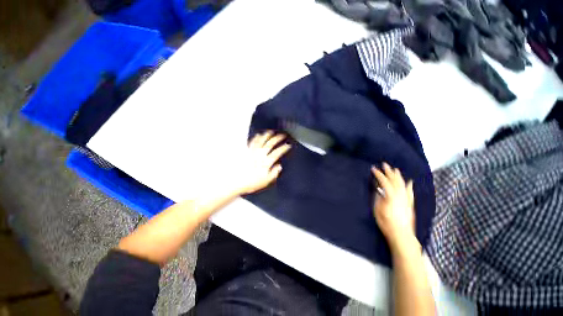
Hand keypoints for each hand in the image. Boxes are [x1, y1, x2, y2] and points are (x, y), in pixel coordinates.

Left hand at [234, 131, 290, 194]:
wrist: (236, 182)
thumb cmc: (252, 183)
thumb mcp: (266, 181)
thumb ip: (274, 173)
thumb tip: (279, 166)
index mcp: (266, 162)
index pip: (277, 152)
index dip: (284, 148)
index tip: (288, 145)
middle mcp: (260, 155)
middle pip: (270, 144)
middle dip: (277, 138)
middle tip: (282, 135)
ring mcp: (252, 152)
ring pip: (261, 141)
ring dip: (267, 135)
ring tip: (271, 132)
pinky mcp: (246, 152)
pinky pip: (252, 143)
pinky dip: (255, 138)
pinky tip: (258, 135)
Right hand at [372, 163, 418, 251]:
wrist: (402, 234)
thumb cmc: (386, 222)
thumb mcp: (378, 209)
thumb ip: (379, 197)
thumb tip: (379, 190)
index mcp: (391, 195)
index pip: (384, 181)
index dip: (378, 174)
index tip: (373, 168)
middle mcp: (400, 194)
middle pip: (394, 180)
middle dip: (389, 172)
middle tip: (385, 164)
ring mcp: (406, 199)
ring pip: (403, 184)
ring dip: (398, 176)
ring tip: (396, 170)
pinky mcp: (410, 204)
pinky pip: (410, 192)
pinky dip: (409, 186)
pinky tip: (409, 182)